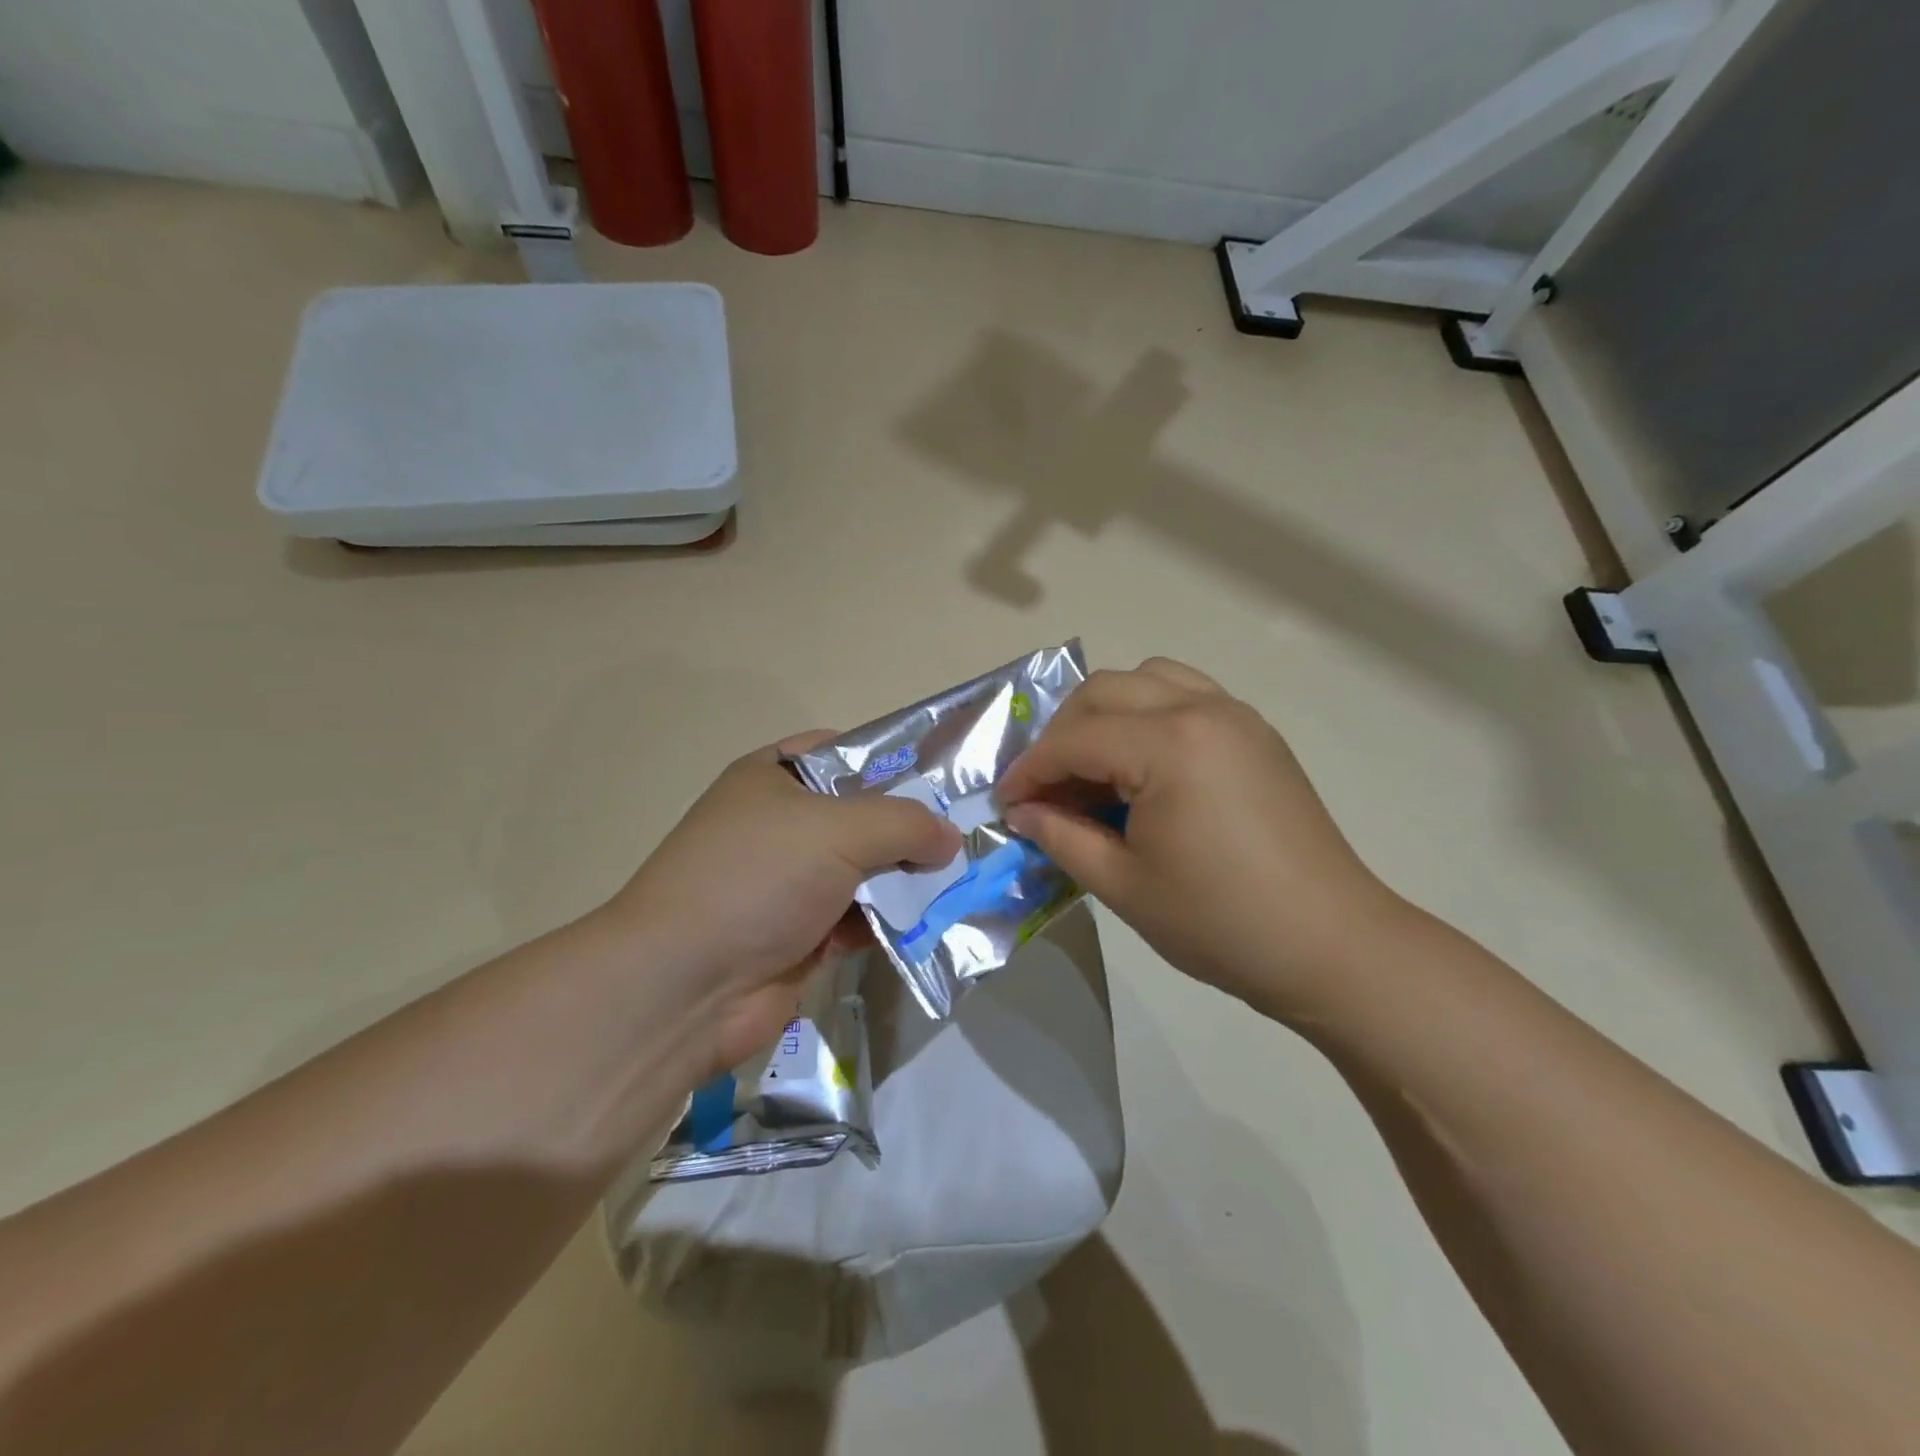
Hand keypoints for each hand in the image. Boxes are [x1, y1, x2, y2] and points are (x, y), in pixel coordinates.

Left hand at [600, 733, 960, 1073]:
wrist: (684, 987)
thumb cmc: (757, 878)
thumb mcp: (837, 829)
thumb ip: (904, 823)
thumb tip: (949, 837)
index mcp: (773, 779)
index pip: (842, 753)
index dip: (892, 761)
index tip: (944, 777)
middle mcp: (780, 826)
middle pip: (861, 815)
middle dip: (910, 826)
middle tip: (966, 834)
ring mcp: (790, 884)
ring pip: (866, 870)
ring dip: (907, 879)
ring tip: (963, 879)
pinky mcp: (802, 935)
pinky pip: (860, 919)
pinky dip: (892, 921)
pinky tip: (934, 923)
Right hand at [996, 659, 1407, 1018]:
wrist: (1330, 946)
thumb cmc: (1220, 922)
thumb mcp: (1123, 885)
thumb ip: (1061, 836)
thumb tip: (1022, 810)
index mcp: (1170, 744)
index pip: (1075, 740)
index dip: (1030, 770)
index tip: (1005, 803)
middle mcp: (1203, 709)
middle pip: (1104, 692)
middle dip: (1061, 735)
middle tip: (1044, 788)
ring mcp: (1236, 715)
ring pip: (1146, 679)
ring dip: (1105, 713)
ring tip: (1092, 767)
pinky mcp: (1255, 733)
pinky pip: (1186, 694)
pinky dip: (1148, 713)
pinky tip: (1142, 764)